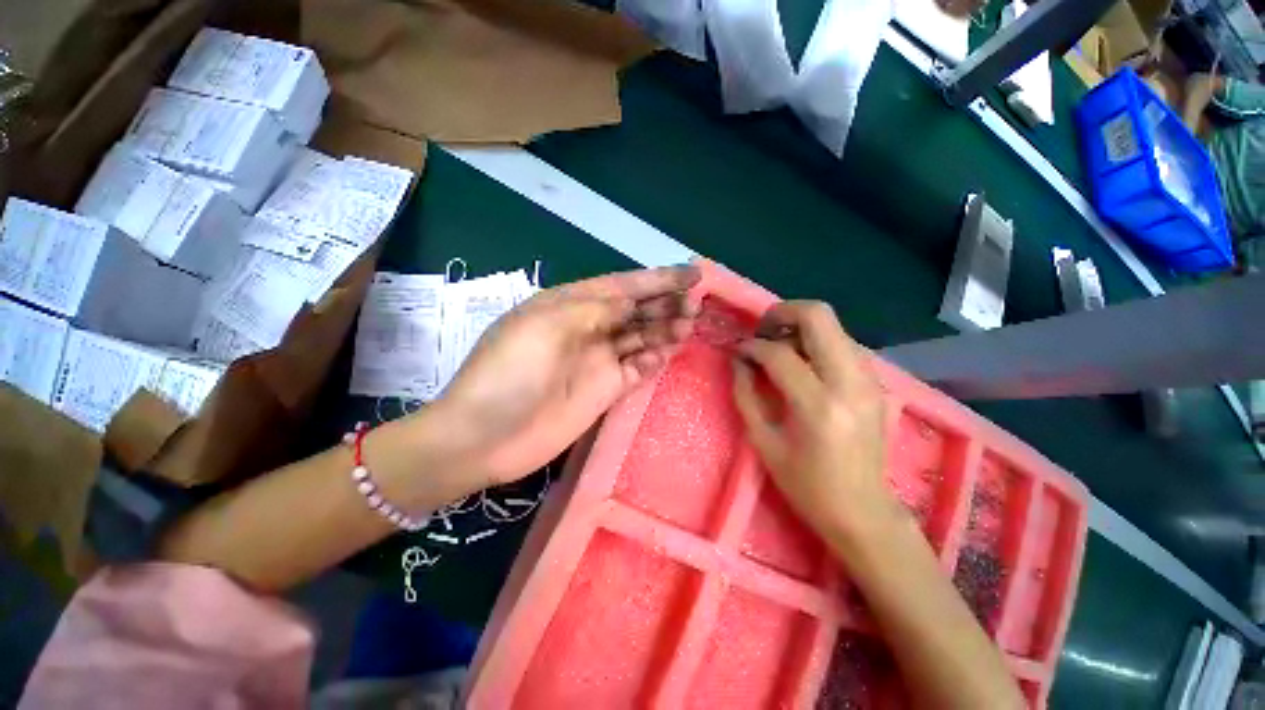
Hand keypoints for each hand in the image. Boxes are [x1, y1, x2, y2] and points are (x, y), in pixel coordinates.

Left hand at [426, 265, 700, 490]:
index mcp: (570, 305)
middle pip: (635, 310)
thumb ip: (593, 309)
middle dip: (665, 303)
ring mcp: (597, 361)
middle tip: (695, 303)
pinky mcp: (604, 390)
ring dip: (665, 329)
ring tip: (689, 324)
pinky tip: (667, 353)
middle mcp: (587, 329)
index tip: (692, 275)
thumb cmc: (507, 372)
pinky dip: (653, 360)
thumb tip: (630, 301)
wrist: (484, 437)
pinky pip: (636, 369)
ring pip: (640, 337)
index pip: (621, 285)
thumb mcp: (546, 325)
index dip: (656, 279)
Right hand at [732, 301, 893, 538]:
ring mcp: (868, 379)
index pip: (779, 353)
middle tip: (761, 331)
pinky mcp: (875, 382)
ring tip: (778, 349)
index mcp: (817, 405)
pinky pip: (842, 343)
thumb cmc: (806, 484)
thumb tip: (738, 359)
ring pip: (833, 325)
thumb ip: (746, 393)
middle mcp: (849, 383)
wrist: (863, 511)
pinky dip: (816, 341)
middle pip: (818, 316)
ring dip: (799, 326)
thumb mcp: (763, 441)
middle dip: (782, 312)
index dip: (752, 345)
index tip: (738, 349)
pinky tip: (801, 363)